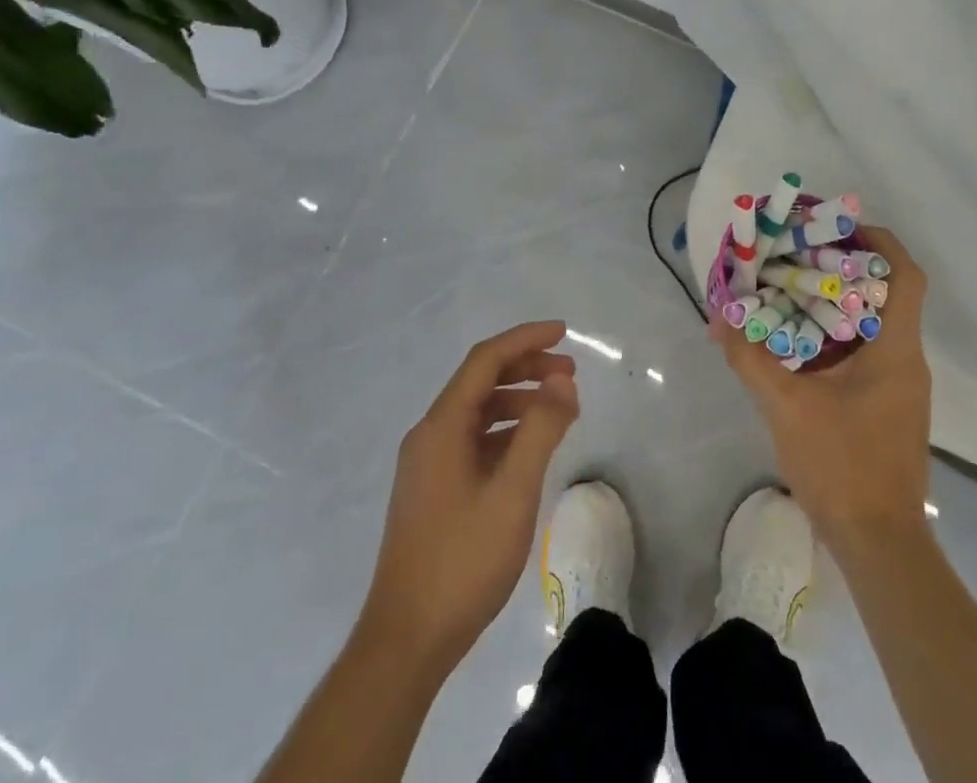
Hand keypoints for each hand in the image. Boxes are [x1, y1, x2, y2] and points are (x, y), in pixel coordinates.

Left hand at [357, 321, 579, 674]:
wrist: (406, 642)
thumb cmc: (462, 561)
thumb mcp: (513, 492)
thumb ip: (540, 430)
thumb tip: (562, 380)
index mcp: (442, 426)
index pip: (486, 360)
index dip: (526, 339)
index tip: (564, 333)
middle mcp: (429, 435)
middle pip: (481, 381)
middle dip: (527, 368)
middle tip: (570, 374)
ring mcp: (428, 464)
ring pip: (478, 412)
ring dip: (519, 401)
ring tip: (560, 411)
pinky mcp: (433, 490)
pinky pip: (474, 440)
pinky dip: (506, 432)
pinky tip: (531, 450)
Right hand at [713, 227, 931, 550]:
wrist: (879, 545)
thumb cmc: (842, 466)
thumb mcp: (786, 406)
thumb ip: (750, 358)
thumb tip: (718, 319)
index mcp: (895, 349)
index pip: (906, 276)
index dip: (880, 242)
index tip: (841, 227)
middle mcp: (907, 361)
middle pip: (888, 294)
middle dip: (848, 268)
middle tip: (804, 255)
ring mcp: (902, 388)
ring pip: (876, 325)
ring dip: (840, 304)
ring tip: (795, 290)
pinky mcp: (890, 409)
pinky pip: (869, 353)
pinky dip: (839, 337)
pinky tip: (801, 345)